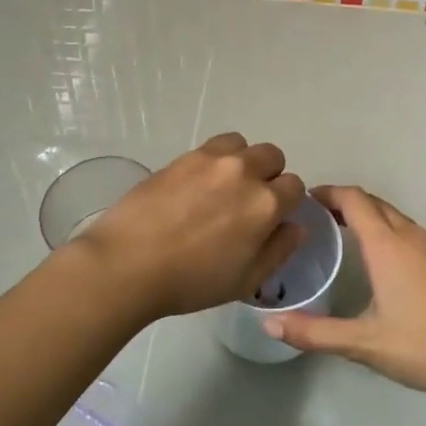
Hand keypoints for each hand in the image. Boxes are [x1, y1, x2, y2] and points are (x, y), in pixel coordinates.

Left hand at [71, 133, 305, 320]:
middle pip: (273, 156)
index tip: (270, 219)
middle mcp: (244, 172)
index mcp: (265, 204)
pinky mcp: (184, 156)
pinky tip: (198, 184)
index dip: (287, 203)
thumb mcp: (246, 280)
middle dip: (269, 176)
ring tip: (224, 186)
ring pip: (243, 145)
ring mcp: (212, 159)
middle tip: (248, 202)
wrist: (129, 263)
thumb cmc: (191, 281)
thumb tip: (296, 226)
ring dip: (243, 161)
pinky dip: (217, 158)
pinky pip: (214, 146)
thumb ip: (279, 250)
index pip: (295, 187)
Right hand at [262, 185, 425, 399]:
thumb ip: (314, 333)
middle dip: (344, 202)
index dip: (328, 193)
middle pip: (374, 203)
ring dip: (367, 216)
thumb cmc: (421, 346)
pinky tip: (379, 260)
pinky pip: (409, 231)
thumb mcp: (362, 343)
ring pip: (394, 216)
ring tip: (341, 233)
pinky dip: (387, 231)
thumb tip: (269, 325)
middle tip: (316, 217)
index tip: (305, 200)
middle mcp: (410, 236)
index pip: (354, 200)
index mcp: (387, 245)